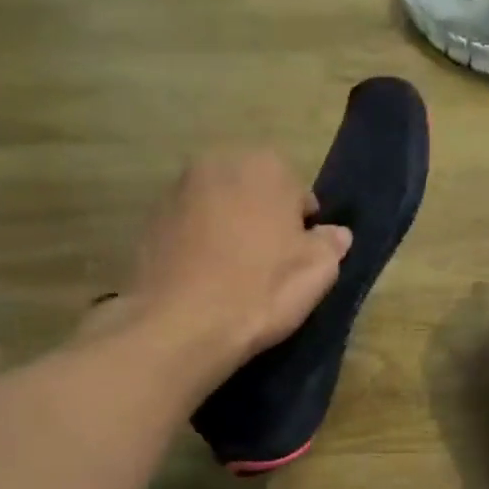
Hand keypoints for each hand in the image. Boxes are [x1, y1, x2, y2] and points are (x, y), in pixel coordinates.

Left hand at [90, 150, 351, 373]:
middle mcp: (218, 163)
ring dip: (230, 230)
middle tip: (268, 266)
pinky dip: (200, 244)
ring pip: (220, 208)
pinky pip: (190, 227)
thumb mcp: (317, 271)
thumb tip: (336, 233)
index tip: (297, 259)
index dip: (302, 228)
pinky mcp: (151, 219)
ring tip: (234, 275)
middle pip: (255, 194)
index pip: (298, 193)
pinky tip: (205, 279)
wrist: (181, 324)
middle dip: (263, 221)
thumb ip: (331, 244)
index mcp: (265, 167)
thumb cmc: (261, 291)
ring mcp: (178, 189)